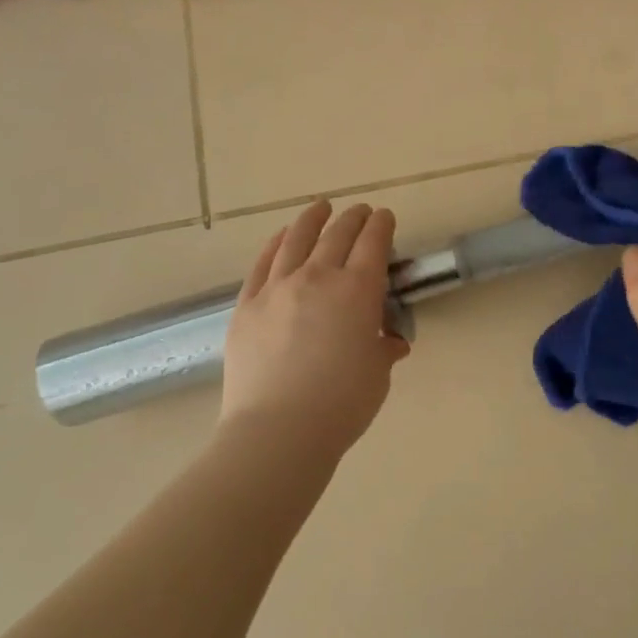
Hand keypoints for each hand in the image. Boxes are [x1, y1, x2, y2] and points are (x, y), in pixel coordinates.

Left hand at [220, 200, 410, 457]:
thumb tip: (390, 342)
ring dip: (312, 220)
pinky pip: (263, 264)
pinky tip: (281, 237)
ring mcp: (277, 288)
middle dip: (352, 218)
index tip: (385, 217)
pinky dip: (275, 244)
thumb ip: (383, 348)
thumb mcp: (377, 374)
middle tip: (359, 211)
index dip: (382, 225)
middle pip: (337, 235)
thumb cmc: (341, 404)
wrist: (278, 430)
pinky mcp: (247, 305)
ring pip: (296, 240)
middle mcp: (317, 278)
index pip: (373, 243)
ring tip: (320, 208)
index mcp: (357, 291)